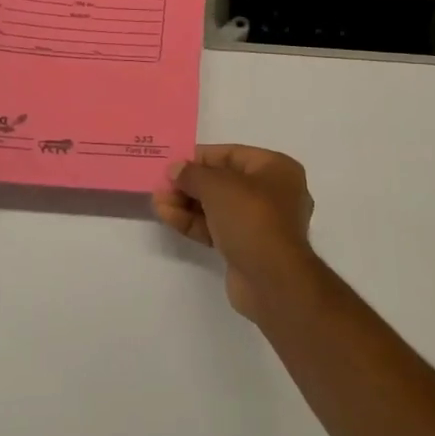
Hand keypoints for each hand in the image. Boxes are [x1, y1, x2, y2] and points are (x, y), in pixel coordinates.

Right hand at [151, 145, 315, 319]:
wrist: (273, 280)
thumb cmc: (251, 218)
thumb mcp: (218, 186)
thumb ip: (192, 174)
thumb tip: (175, 168)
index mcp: (276, 168)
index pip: (232, 154)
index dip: (200, 157)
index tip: (173, 162)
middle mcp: (273, 192)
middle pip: (223, 181)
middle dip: (190, 184)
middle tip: (161, 185)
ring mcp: (261, 223)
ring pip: (218, 206)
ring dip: (187, 203)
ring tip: (157, 201)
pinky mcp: (247, 247)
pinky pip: (217, 227)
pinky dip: (194, 222)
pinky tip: (167, 217)